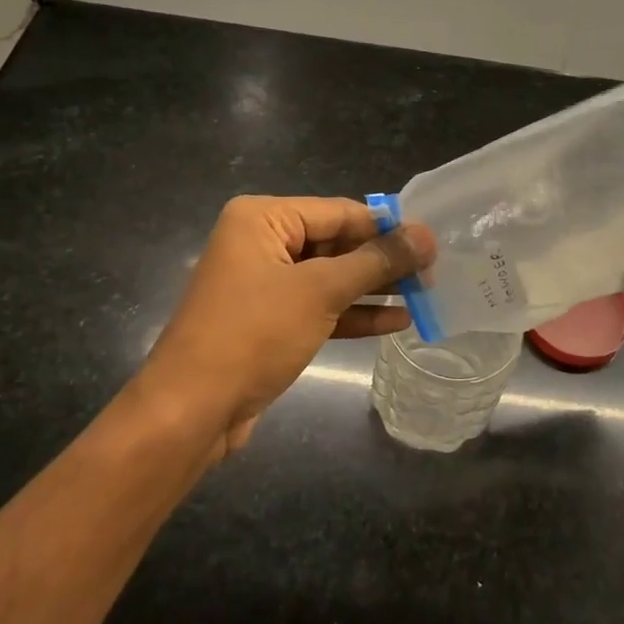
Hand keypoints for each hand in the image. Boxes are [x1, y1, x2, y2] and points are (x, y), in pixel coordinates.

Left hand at [135, 196, 434, 457]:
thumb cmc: (253, 334)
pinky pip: (319, 307)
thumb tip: (426, 235)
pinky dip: (353, 314)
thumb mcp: (321, 291)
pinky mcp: (269, 322)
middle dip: (382, 261)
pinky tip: (396, 322)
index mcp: (263, 218)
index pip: (340, 212)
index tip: (433, 242)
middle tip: (433, 273)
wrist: (191, 411)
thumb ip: (376, 261)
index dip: (387, 227)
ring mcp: (264, 284)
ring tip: (424, 295)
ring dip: (374, 289)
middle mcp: (261, 242)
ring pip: (330, 277)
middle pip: (336, 243)